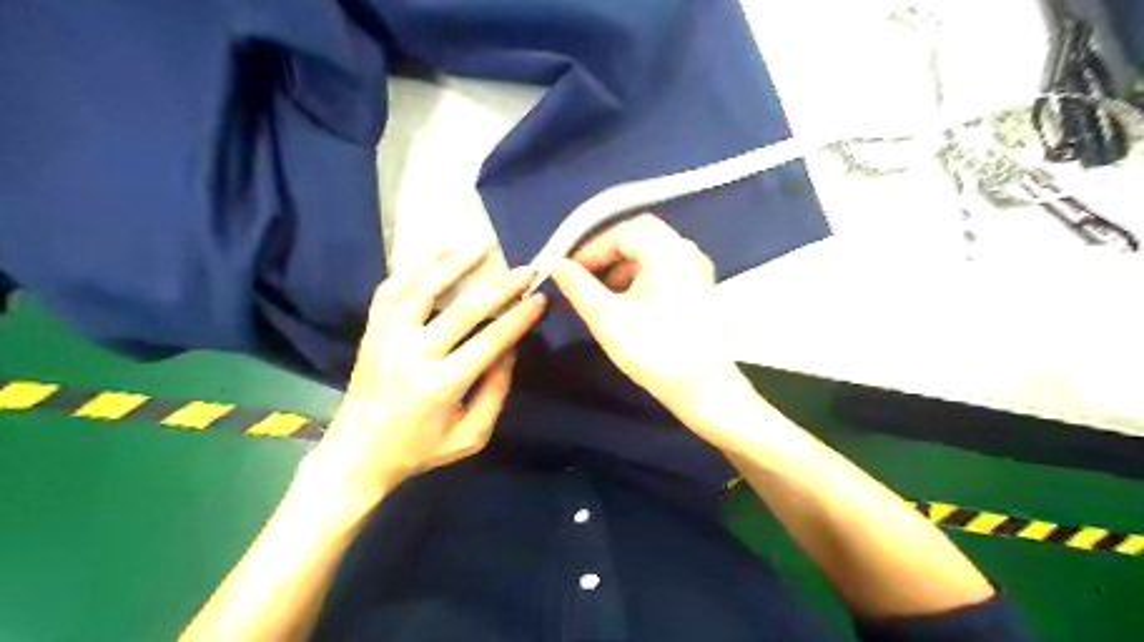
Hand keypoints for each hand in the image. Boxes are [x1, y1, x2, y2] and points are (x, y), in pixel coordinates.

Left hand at [299, 249, 550, 503]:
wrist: (358, 453)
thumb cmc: (420, 449)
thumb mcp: (472, 435)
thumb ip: (496, 391)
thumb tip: (511, 348)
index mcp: (442, 385)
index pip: (491, 341)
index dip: (520, 318)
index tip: (541, 299)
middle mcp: (413, 355)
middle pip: (462, 310)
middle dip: (499, 286)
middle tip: (524, 269)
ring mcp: (387, 338)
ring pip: (421, 289)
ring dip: (453, 264)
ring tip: (481, 246)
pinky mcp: (371, 330)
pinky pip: (391, 290)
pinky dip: (413, 267)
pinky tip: (436, 253)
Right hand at [549, 215, 746, 426]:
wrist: (704, 390)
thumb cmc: (655, 351)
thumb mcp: (608, 318)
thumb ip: (578, 287)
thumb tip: (555, 264)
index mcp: (669, 252)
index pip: (624, 232)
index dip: (592, 248)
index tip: (569, 270)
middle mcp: (687, 253)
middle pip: (639, 238)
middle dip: (606, 256)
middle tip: (582, 279)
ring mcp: (696, 272)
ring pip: (650, 255)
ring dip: (621, 269)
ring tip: (598, 295)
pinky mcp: (697, 290)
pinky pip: (662, 271)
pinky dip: (638, 279)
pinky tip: (623, 304)